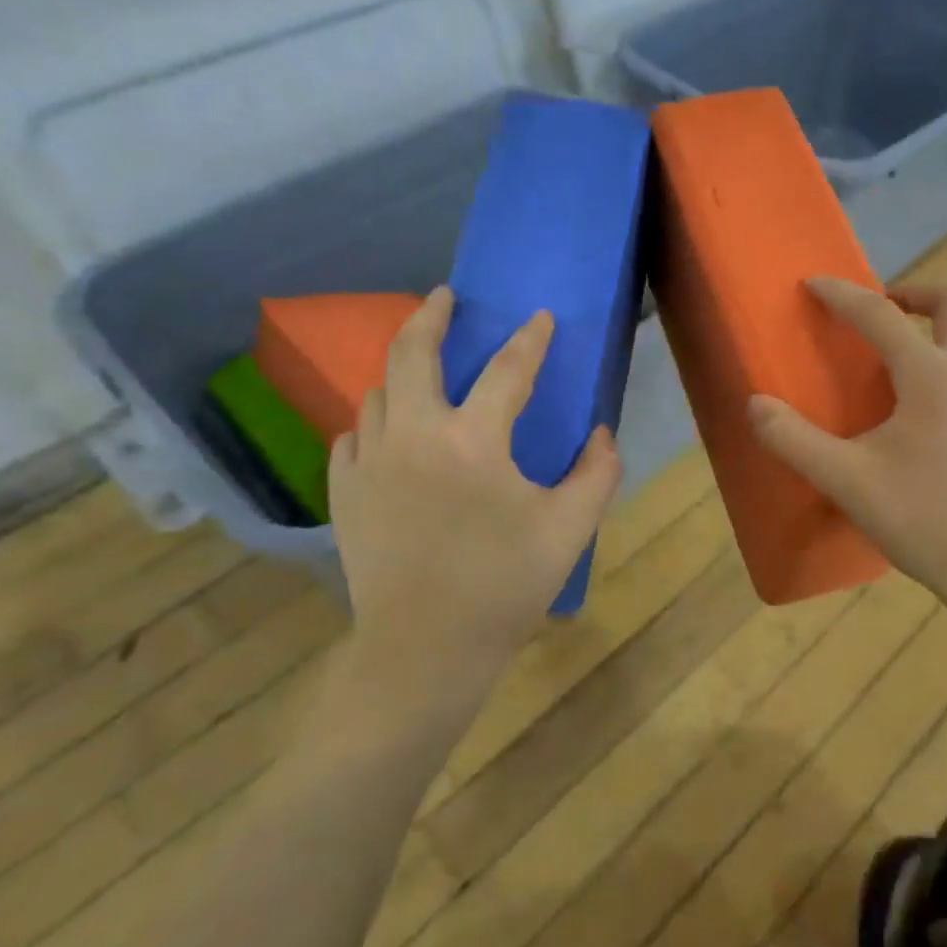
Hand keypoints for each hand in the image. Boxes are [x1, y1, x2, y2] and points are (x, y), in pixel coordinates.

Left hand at [317, 288, 621, 753]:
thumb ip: (596, 473)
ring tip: (421, 368)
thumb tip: (601, 433)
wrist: (425, 648)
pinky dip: (375, 421)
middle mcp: (413, 436)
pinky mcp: (345, 491)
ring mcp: (370, 462)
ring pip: (378, 392)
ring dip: (403, 371)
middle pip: (412, 353)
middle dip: (431, 316)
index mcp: (473, 442)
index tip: (540, 317)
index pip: (508, 371)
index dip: (529, 340)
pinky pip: (354, 435)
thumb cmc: (504, 585)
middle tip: (445, 298)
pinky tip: (389, 432)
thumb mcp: (570, 529)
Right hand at [746, 279, 946, 635]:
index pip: (881, 316)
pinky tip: (927, 429)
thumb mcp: (847, 481)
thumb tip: (755, 405)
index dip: (842, 295)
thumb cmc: (924, 519)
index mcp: (932, 377)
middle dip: (917, 294)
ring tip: (897, 373)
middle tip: (883, 310)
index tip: (814, 284)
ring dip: (937, 338)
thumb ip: (794, 440)